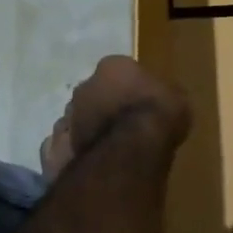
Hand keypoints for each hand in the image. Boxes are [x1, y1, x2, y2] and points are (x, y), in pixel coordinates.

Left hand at [42, 55, 190, 180]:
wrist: (132, 152)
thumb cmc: (158, 115)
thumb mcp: (177, 98)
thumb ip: (163, 95)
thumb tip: (162, 101)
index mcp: (112, 67)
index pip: (118, 71)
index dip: (129, 88)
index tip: (140, 104)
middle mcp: (84, 87)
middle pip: (92, 94)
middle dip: (102, 107)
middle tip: (121, 127)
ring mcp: (67, 118)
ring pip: (74, 121)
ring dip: (85, 130)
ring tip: (104, 150)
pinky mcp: (55, 149)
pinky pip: (61, 149)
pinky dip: (70, 155)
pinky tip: (85, 165)